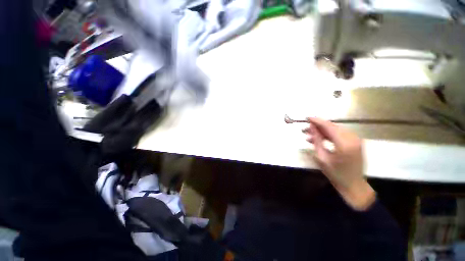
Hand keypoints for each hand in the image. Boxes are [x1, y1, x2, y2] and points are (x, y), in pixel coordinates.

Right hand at [303, 117, 375, 210]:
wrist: (353, 185)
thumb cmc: (335, 174)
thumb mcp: (321, 157)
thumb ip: (316, 140)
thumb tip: (311, 127)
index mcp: (344, 143)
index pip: (328, 126)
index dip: (317, 121)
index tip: (306, 118)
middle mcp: (352, 138)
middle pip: (332, 126)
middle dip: (317, 126)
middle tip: (304, 129)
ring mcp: (356, 140)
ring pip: (335, 129)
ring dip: (322, 131)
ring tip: (308, 135)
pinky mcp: (355, 142)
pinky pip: (339, 134)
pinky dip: (328, 135)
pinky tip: (318, 139)